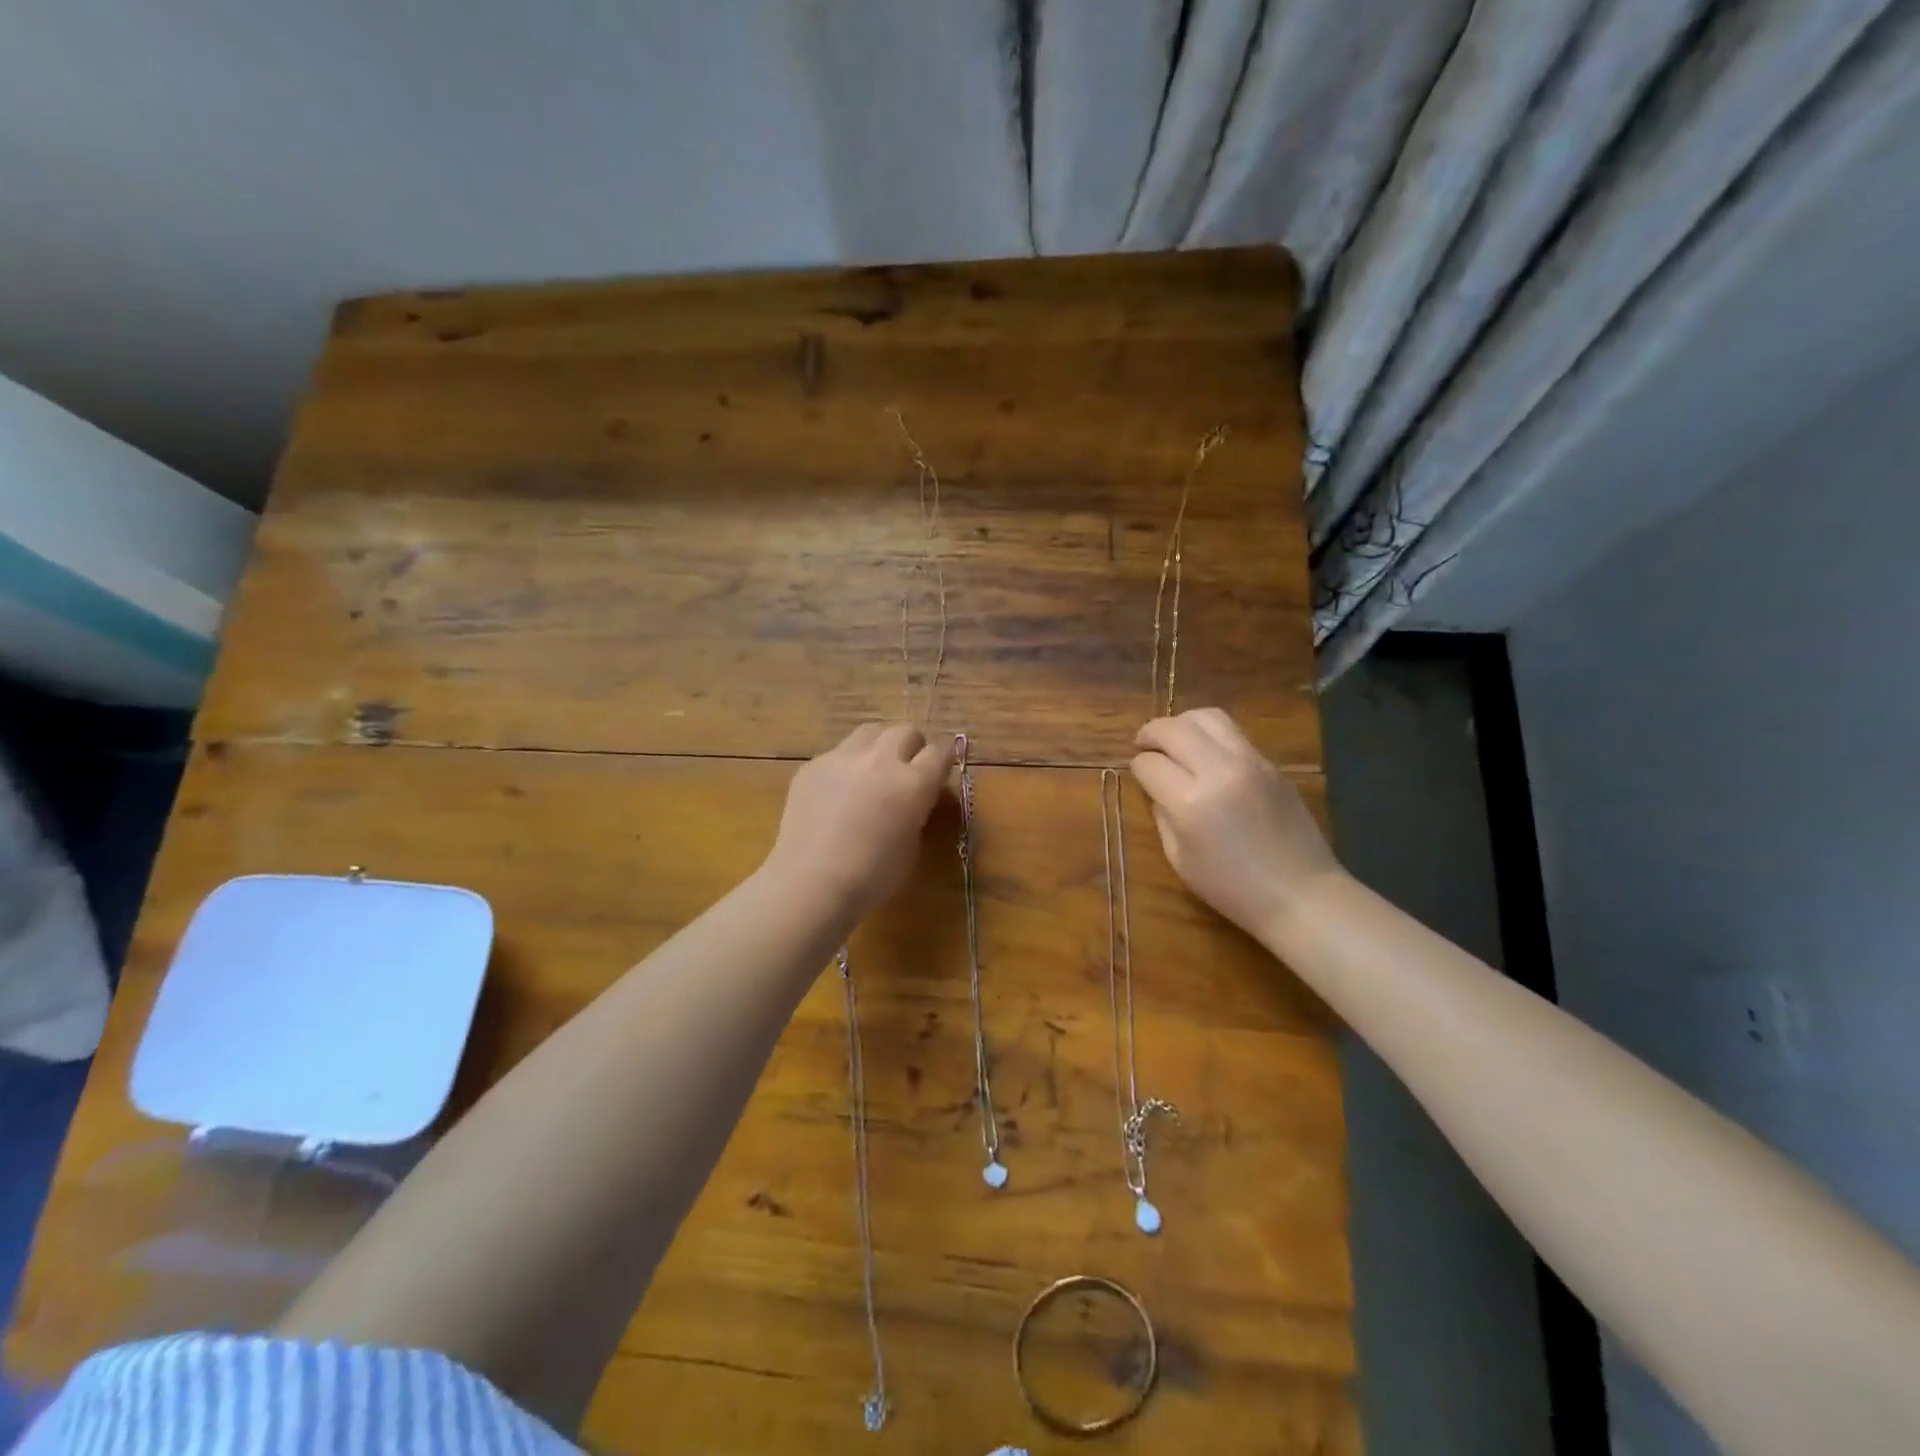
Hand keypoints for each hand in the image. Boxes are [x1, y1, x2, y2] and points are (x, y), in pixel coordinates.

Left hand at [763, 723, 953, 921]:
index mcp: (913, 783)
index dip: (943, 760)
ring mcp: (842, 758)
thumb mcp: (911, 845)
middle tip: (907, 770)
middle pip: (905, 731)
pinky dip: (845, 766)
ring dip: (879, 747)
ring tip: (872, 772)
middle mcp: (880, 760)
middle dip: (912, 746)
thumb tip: (913, 798)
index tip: (940, 771)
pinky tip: (836, 793)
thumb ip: (917, 811)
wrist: (811, 883)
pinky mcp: (812, 765)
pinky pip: (837, 753)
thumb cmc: (872, 876)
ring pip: (869, 732)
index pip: (939, 751)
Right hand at [1131, 707, 1342, 939]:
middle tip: (1143, 744)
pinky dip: (1210, 734)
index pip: (1150, 764)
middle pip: (1174, 729)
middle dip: (1151, 733)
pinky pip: (1233, 733)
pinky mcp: (1270, 763)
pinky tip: (1205, 752)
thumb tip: (1156, 786)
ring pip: (1207, 716)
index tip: (1139, 776)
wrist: (1300, 894)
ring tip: (1174, 739)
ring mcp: (1250, 762)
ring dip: (1182, 723)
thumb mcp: (1179, 858)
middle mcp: (1219, 771)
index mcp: (1190, 802)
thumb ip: (1162, 815)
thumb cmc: (1232, 888)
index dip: (1137, 768)